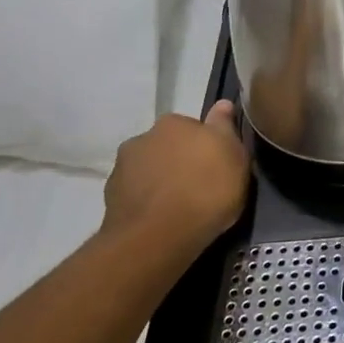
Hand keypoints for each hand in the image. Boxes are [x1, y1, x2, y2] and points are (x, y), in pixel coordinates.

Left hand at [101, 101, 249, 258]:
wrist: (157, 238)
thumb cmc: (205, 190)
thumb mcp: (234, 156)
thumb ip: (226, 127)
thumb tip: (223, 104)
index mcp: (173, 123)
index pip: (193, 127)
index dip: (206, 146)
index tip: (216, 165)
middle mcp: (143, 138)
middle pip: (168, 146)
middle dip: (180, 161)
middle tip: (199, 186)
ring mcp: (122, 169)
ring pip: (149, 170)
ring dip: (160, 181)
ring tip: (178, 207)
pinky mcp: (109, 200)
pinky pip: (136, 195)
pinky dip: (146, 202)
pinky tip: (160, 220)